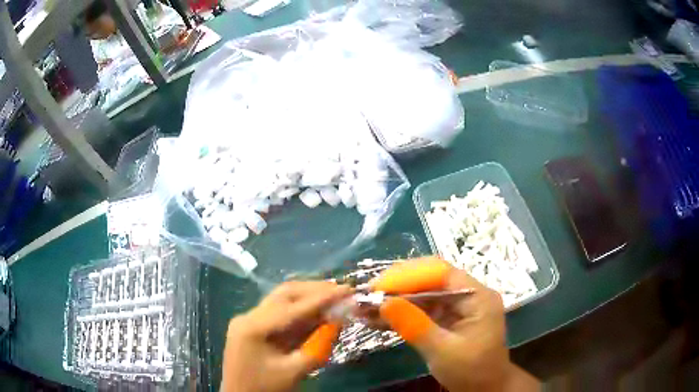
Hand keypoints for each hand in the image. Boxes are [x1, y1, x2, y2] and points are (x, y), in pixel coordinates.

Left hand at [221, 282, 350, 391]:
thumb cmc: (264, 388)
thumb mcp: (293, 372)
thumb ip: (317, 347)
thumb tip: (337, 323)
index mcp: (253, 327)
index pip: (293, 307)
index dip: (323, 298)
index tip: (348, 290)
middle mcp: (248, 316)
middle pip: (285, 294)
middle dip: (315, 290)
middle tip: (342, 290)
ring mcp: (248, 320)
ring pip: (282, 300)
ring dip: (308, 297)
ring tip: (333, 296)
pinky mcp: (253, 327)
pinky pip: (279, 312)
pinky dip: (300, 310)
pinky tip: (316, 312)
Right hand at [378, 260, 539, 391]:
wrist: (483, 389)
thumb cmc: (471, 371)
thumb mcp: (444, 352)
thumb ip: (415, 327)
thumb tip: (383, 303)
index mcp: (477, 296)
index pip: (441, 273)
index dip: (408, 276)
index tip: (377, 286)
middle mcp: (467, 294)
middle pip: (429, 279)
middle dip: (397, 286)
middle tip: (365, 295)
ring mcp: (456, 306)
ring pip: (421, 294)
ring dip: (393, 300)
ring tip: (364, 307)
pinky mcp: (445, 318)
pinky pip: (420, 309)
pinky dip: (399, 313)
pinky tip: (376, 318)